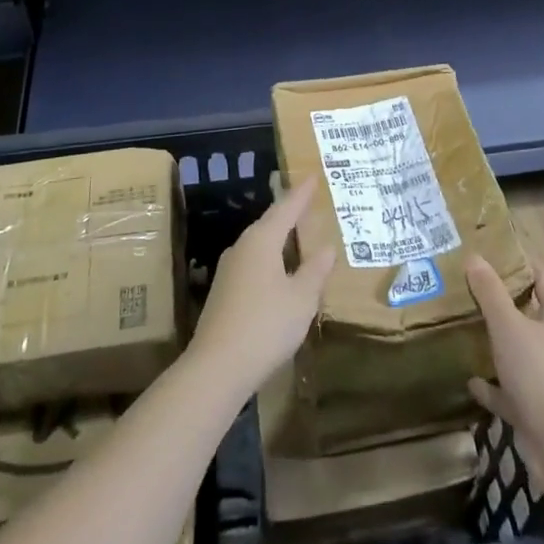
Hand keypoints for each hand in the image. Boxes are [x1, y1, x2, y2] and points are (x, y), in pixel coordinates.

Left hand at [189, 176, 337, 401]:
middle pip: (269, 223)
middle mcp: (242, 247)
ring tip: (297, 234)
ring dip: (279, 237)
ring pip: (259, 244)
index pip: (285, 208)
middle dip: (289, 213)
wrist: (216, 367)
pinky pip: (253, 263)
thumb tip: (326, 247)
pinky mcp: (224, 292)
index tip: (312, 176)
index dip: (301, 194)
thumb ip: (315, 271)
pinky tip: (279, 271)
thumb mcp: (301, 299)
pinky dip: (270, 259)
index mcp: (261, 240)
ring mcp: (229, 269)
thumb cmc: (265, 325)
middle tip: (307, 203)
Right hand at [465, 255, 543, 460]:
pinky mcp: (540, 408)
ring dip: (497, 344)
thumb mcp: (508, 325)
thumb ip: (490, 293)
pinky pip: (512, 390)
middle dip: (502, 303)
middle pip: (530, 313)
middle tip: (468, 290)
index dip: (519, 264)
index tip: (489, 255)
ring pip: (520, 352)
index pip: (542, 277)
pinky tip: (471, 380)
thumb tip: (475, 258)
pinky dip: (493, 385)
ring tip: (465, 329)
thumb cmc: (539, 373)